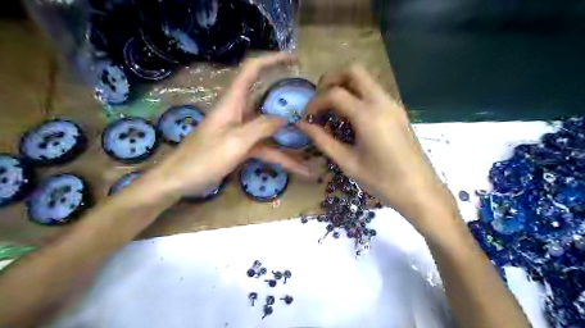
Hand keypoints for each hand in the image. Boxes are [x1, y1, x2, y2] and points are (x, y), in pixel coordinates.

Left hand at [153, 54, 312, 196]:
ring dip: (289, 138)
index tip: (294, 59)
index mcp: (232, 102)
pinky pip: (266, 148)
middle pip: (265, 97)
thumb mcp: (235, 141)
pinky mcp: (242, 147)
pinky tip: (298, 168)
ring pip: (269, 129)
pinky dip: (281, 157)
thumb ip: (261, 127)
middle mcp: (238, 112)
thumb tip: (283, 119)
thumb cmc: (204, 158)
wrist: (180, 180)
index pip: (252, 70)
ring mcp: (241, 131)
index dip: (272, 59)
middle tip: (308, 97)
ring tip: (310, 144)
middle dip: (285, 95)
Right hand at [297, 64, 456, 231]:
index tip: (306, 117)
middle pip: (354, 70)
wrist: (420, 191)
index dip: (315, 102)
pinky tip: (350, 116)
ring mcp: (393, 104)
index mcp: (368, 116)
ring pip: (366, 78)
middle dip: (331, 79)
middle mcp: (382, 102)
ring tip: (332, 108)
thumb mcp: (347, 162)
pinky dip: (357, 94)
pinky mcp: (398, 111)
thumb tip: (302, 125)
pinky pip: (374, 91)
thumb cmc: (382, 181)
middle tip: (320, 99)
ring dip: (345, 85)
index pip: (334, 94)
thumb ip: (323, 140)